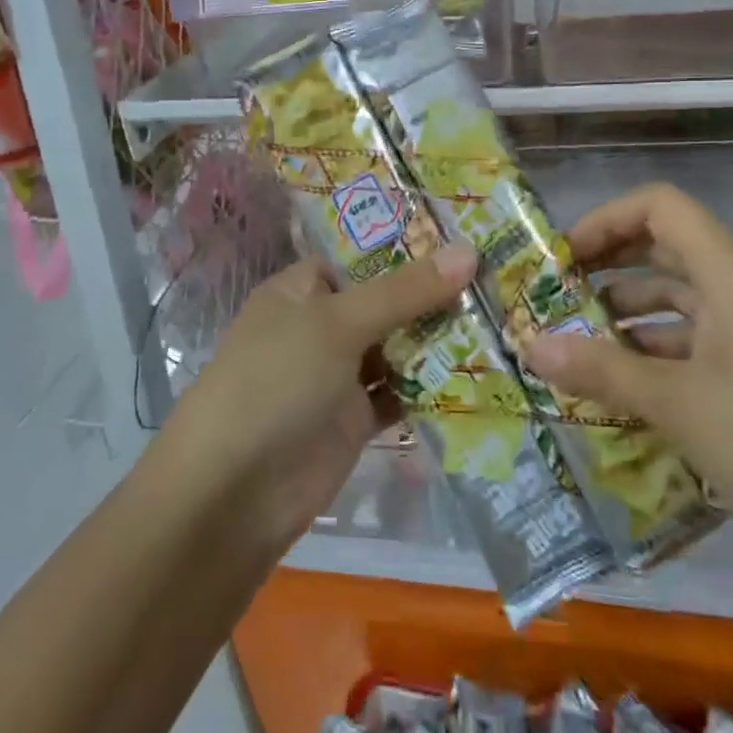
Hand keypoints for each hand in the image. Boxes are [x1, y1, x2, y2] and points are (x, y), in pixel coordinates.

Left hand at [167, 247, 477, 552]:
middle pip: (382, 304)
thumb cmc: (276, 382)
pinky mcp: (351, 422)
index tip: (462, 238)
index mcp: (299, 292)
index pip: (357, 259)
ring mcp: (334, 377)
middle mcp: (317, 328)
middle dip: (431, 296)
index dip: (404, 248)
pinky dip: (428, 389)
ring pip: (394, 349)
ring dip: (436, 342)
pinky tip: (476, 377)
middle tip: (496, 279)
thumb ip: (403, 292)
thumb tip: (469, 251)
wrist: (233, 494)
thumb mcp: (338, 324)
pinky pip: (396, 395)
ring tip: (500, 320)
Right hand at [524, 183, 732, 590]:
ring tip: (577, 352)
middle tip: (553, 303)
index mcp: (731, 271)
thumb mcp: (679, 406)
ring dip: (629, 320)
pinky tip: (626, 393)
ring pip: (683, 303)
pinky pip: (704, 344)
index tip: (559, 259)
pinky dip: (661, 357)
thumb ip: (600, 371)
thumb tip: (529, 346)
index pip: (659, 207)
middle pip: (667, 252)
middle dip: (606, 272)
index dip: (604, 220)